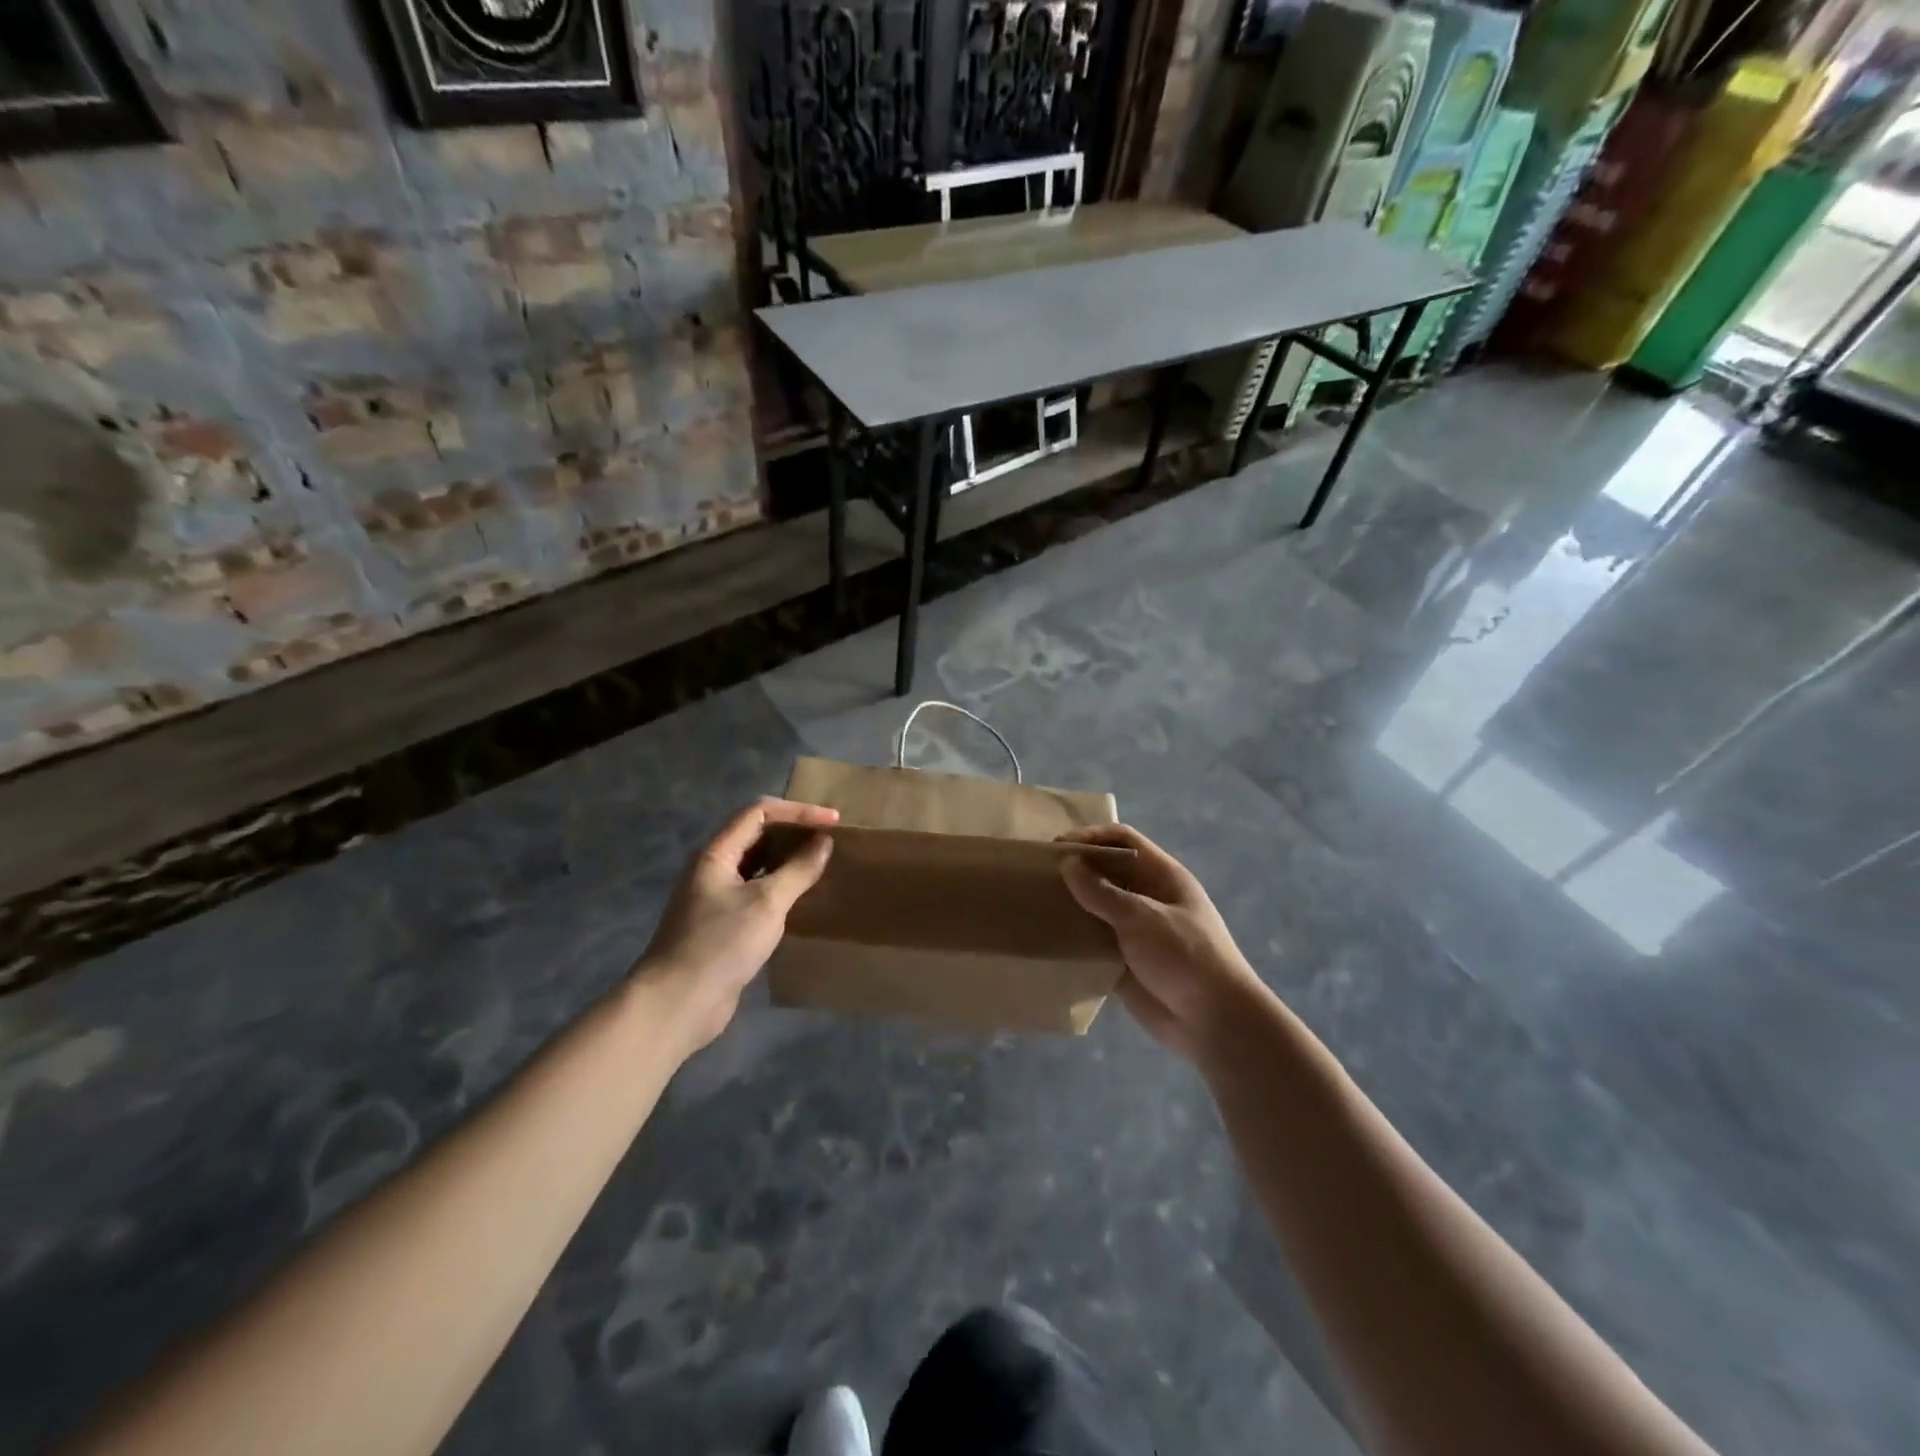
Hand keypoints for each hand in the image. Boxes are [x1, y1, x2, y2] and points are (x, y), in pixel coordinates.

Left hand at [638, 797, 837, 1053]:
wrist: (677, 1004)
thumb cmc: (720, 945)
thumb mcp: (767, 903)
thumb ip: (798, 870)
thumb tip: (823, 842)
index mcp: (716, 853)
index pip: (759, 812)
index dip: (797, 811)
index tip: (833, 821)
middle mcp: (713, 868)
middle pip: (756, 834)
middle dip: (794, 832)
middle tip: (831, 839)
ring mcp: (716, 897)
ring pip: (757, 865)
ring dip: (789, 859)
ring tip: (823, 863)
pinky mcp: (723, 924)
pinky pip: (757, 892)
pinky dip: (781, 886)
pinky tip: (803, 897)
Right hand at [1058, 824, 1266, 1062]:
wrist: (1214, 1022)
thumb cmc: (1185, 957)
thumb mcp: (1143, 917)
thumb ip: (1102, 892)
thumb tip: (1068, 863)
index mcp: (1162, 876)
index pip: (1123, 840)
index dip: (1092, 837)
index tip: (1057, 847)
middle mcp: (1147, 897)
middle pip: (1107, 872)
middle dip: (1076, 870)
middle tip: (1038, 875)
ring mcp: (1135, 930)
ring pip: (1097, 907)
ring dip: (1071, 904)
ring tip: (1036, 904)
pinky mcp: (1124, 961)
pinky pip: (1093, 942)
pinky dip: (1073, 938)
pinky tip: (1047, 939)